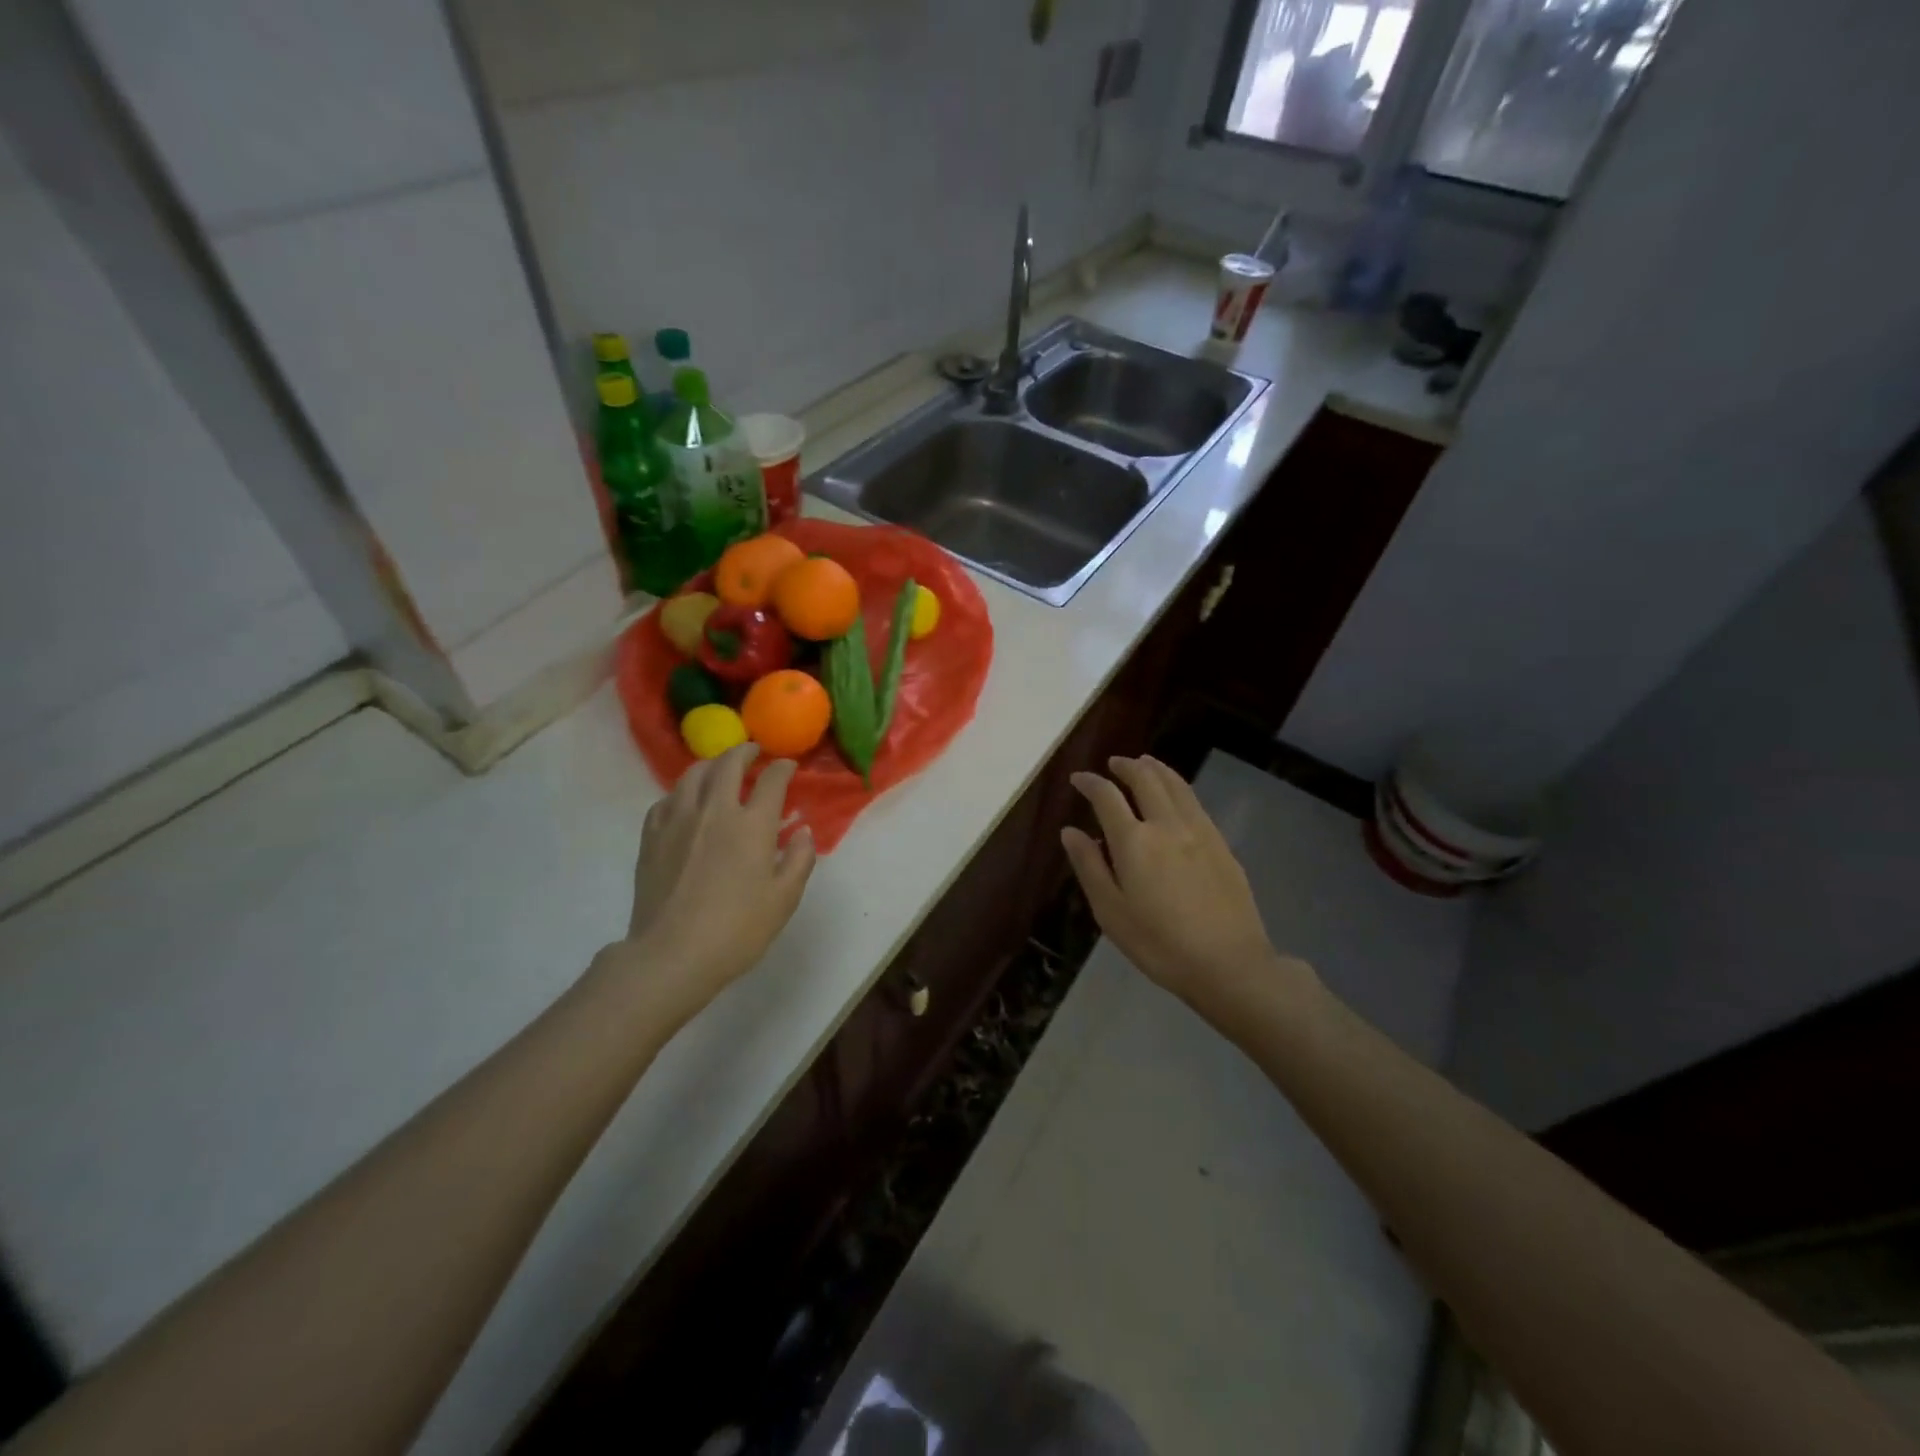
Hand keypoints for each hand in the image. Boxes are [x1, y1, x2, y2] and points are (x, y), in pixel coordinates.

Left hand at [613, 743, 815, 1022]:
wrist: (672, 954)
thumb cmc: (737, 930)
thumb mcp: (784, 899)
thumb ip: (799, 859)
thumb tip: (802, 831)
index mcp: (752, 825)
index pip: (771, 780)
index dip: (782, 768)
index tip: (788, 766)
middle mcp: (714, 811)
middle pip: (728, 764)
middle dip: (744, 752)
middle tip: (753, 751)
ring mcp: (678, 821)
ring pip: (692, 775)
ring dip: (711, 764)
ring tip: (719, 768)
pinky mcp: (651, 837)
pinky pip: (667, 800)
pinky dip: (682, 792)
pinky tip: (686, 801)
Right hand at [1061, 757, 1309, 1013]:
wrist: (1229, 963)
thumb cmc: (1159, 944)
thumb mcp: (1111, 912)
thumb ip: (1089, 867)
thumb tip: (1070, 831)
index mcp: (1134, 841)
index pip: (1106, 797)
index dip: (1090, 783)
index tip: (1078, 779)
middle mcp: (1166, 824)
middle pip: (1145, 779)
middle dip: (1125, 766)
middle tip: (1112, 764)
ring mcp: (1199, 830)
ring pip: (1175, 784)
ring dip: (1155, 768)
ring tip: (1143, 763)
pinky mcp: (1221, 843)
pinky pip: (1194, 801)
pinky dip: (1177, 786)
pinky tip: (1175, 795)